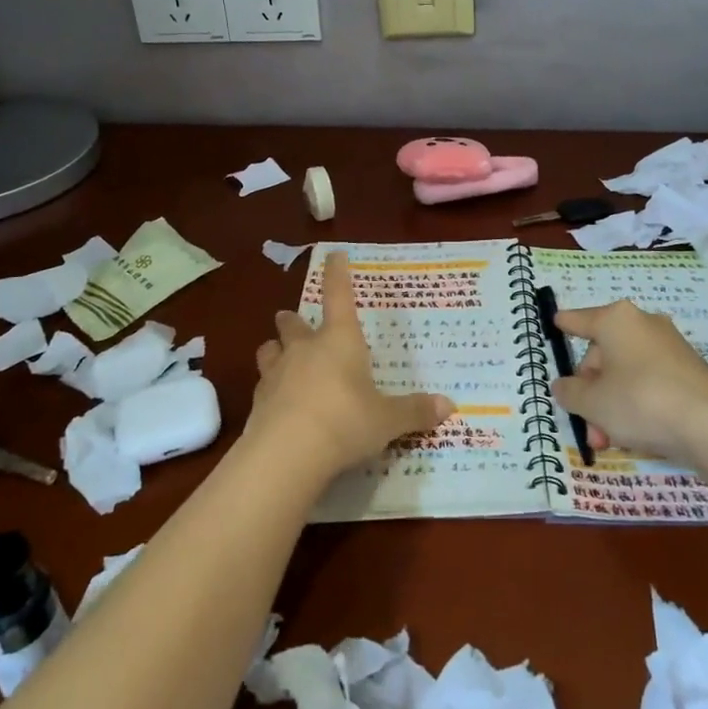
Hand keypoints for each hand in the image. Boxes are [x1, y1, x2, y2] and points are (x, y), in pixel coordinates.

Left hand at [246, 250, 453, 479]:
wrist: (287, 454)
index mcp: (340, 340)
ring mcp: (276, 373)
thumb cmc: (346, 422)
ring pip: (269, 349)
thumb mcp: (387, 420)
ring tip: (280, 356)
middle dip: (294, 320)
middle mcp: (305, 348)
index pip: (338, 295)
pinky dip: (269, 388)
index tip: (334, 255)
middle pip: (293, 322)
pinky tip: (276, 402)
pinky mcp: (257, 401)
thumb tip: (449, 407)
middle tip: (295, 322)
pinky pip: (262, 385)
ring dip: (275, 349)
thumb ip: (414, 411)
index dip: (337, 273)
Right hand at [551, 300, 707, 463]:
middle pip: (603, 354)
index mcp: (616, 321)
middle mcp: (643, 325)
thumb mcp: (592, 403)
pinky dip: (637, 405)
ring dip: (612, 405)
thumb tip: (564, 386)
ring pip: (626, 374)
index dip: (565, 324)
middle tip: (588, 425)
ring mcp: (670, 348)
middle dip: (591, 392)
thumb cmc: (640, 401)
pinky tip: (636, 435)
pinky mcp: (690, 372)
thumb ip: (570, 393)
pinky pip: (650, 383)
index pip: (580, 320)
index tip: (556, 322)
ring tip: (609, 441)